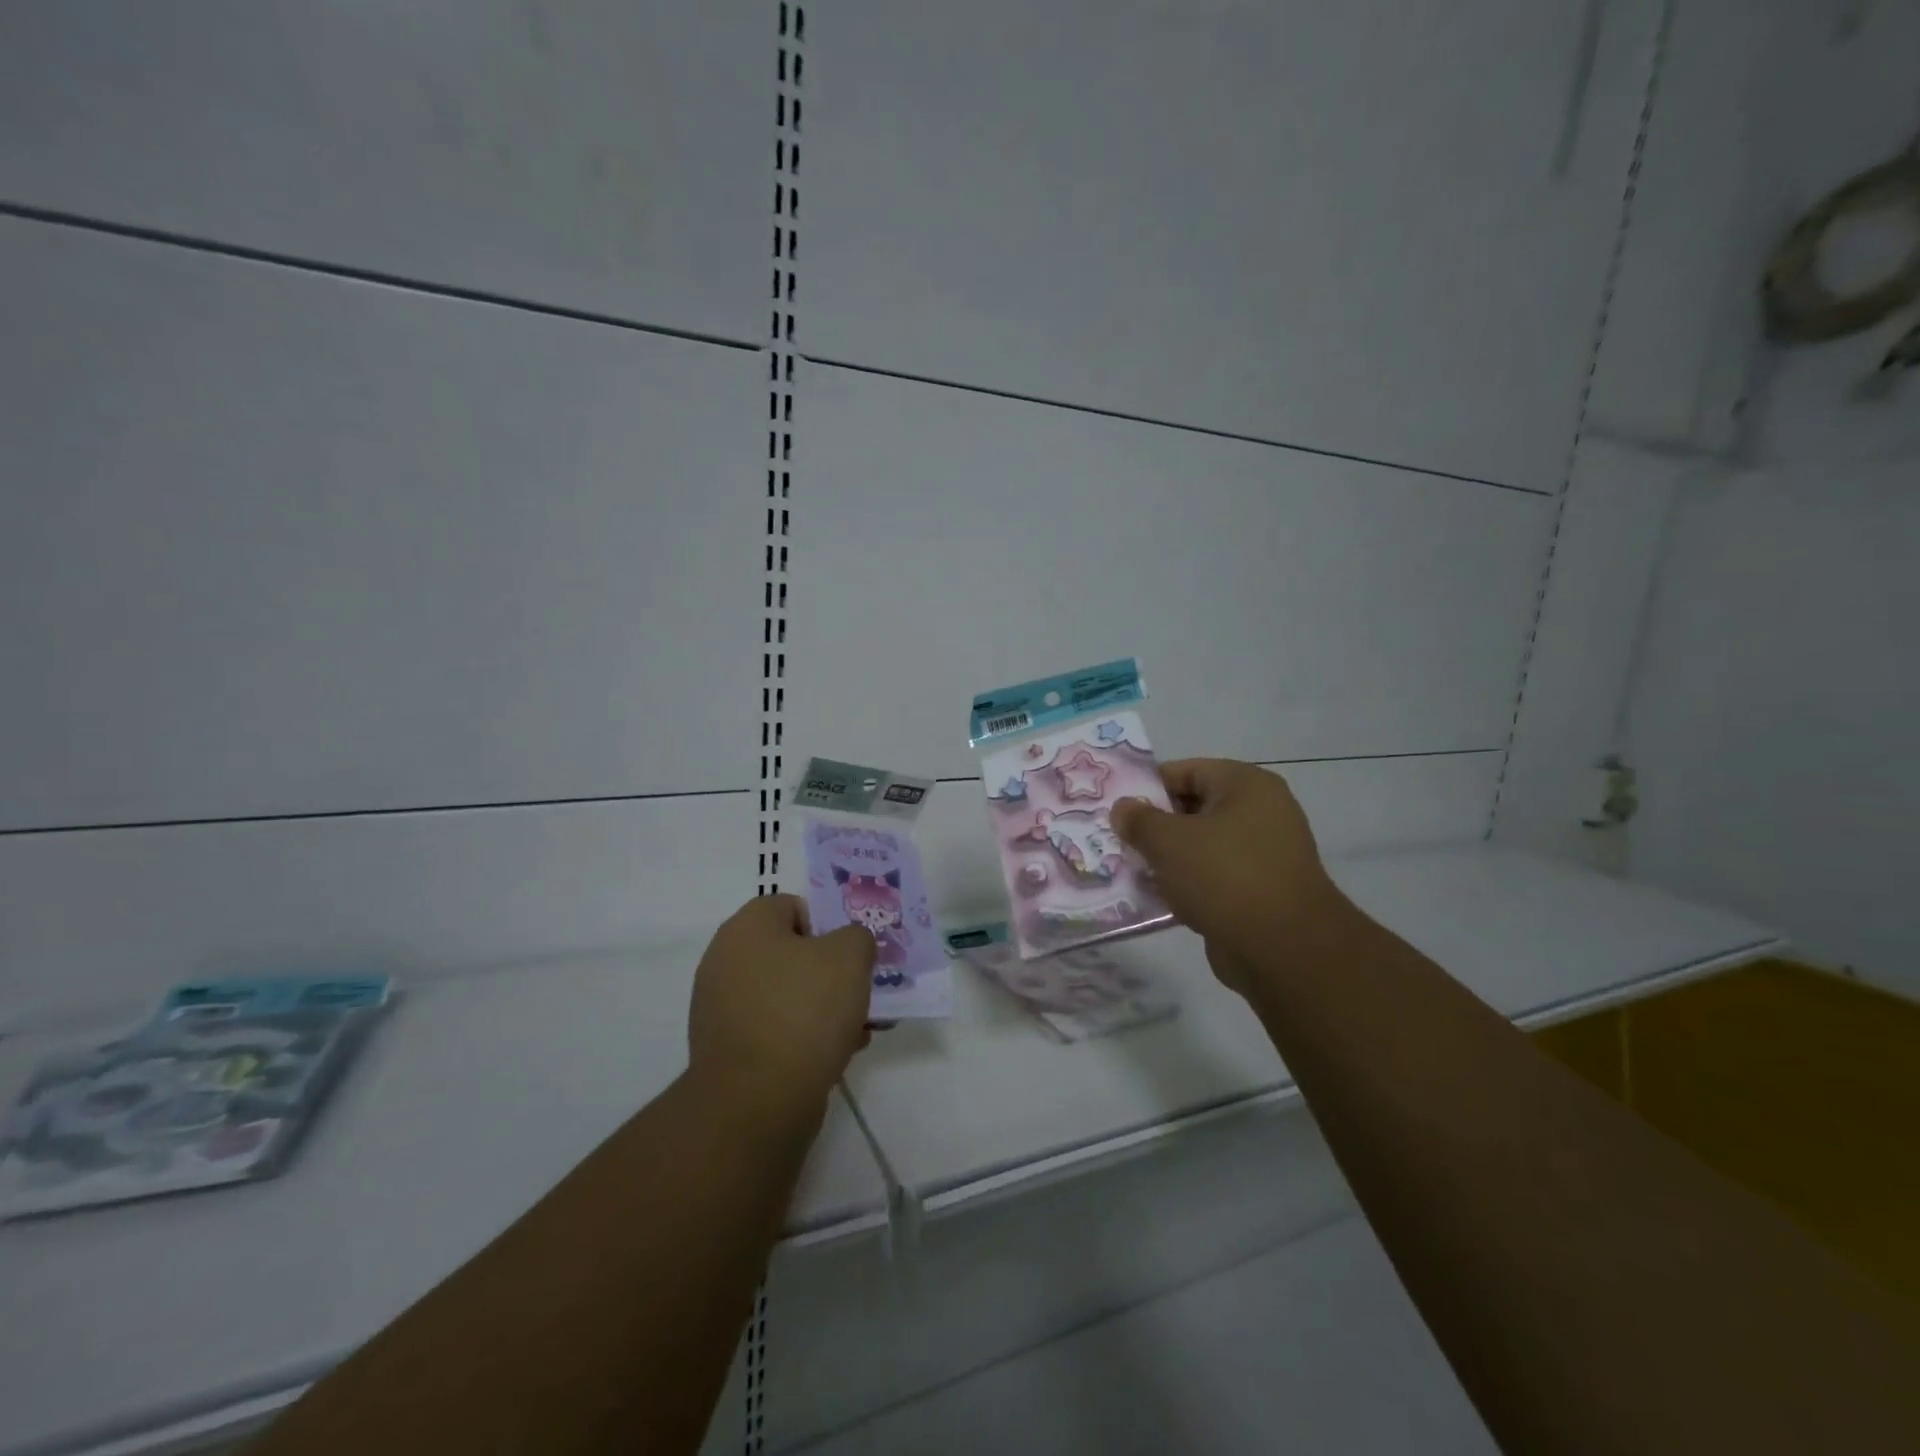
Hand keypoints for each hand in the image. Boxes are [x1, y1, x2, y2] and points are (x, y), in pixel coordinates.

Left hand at [687, 895, 875, 1130]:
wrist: (756, 1102)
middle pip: (792, 952)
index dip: (829, 924)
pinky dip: (805, 1036)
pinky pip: (776, 1028)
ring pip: (788, 993)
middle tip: (862, 991)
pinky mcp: (728, 1049)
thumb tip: (848, 945)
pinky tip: (837, 1054)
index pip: (794, 906)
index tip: (854, 953)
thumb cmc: (803, 1011)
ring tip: (858, 1029)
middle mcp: (726, 960)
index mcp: (747, 927)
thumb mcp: (850, 956)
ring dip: (824, 1006)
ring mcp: (722, 1007)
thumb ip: (857, 936)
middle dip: (832, 971)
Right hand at [1112, 759, 1347, 989]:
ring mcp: (1263, 855)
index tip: (1117, 808)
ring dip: (1169, 858)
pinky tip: (1158, 898)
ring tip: (1131, 870)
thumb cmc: (1224, 876)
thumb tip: (1123, 808)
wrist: (1283, 949)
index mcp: (1246, 786)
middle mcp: (1261, 813)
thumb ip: (1139, 820)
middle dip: (1155, 826)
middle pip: (1194, 809)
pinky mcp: (1260, 892)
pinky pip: (1213, 878)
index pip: (1187, 771)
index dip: (1149, 787)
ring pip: (1202, 846)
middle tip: (1118, 840)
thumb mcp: (1168, 841)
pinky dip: (1187, 885)